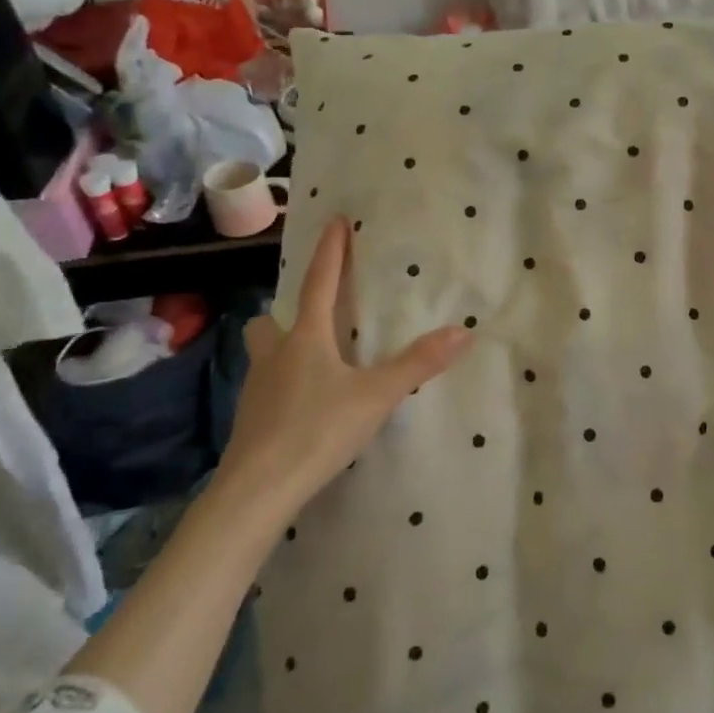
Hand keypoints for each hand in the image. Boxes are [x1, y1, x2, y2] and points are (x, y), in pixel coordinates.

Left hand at [213, 217, 471, 521]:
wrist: (256, 491)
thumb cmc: (316, 430)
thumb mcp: (376, 396)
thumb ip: (418, 364)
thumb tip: (463, 332)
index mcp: (305, 339)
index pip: (319, 283)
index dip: (329, 251)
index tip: (333, 221)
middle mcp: (275, 356)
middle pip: (268, 322)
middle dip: (285, 313)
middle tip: (310, 318)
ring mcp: (256, 389)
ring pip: (262, 355)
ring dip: (280, 349)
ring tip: (309, 362)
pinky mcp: (249, 421)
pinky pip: (264, 388)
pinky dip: (281, 385)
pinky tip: (301, 405)